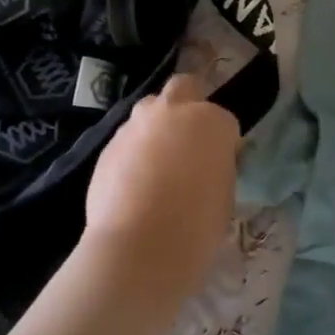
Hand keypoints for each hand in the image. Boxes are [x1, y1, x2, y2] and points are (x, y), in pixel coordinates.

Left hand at [83, 74, 240, 304]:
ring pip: (149, 110)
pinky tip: (133, 183)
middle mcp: (173, 111)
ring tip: (157, 164)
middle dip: (188, 104)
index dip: (223, 141)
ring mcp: (136, 125)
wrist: (139, 246)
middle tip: (189, 138)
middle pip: (184, 87)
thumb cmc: (196, 224)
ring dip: (156, 127)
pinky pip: (127, 140)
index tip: (220, 162)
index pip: (224, 120)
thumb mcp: (225, 194)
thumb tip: (206, 166)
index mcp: (212, 121)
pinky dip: (133, 152)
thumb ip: (216, 167)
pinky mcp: (109, 145)